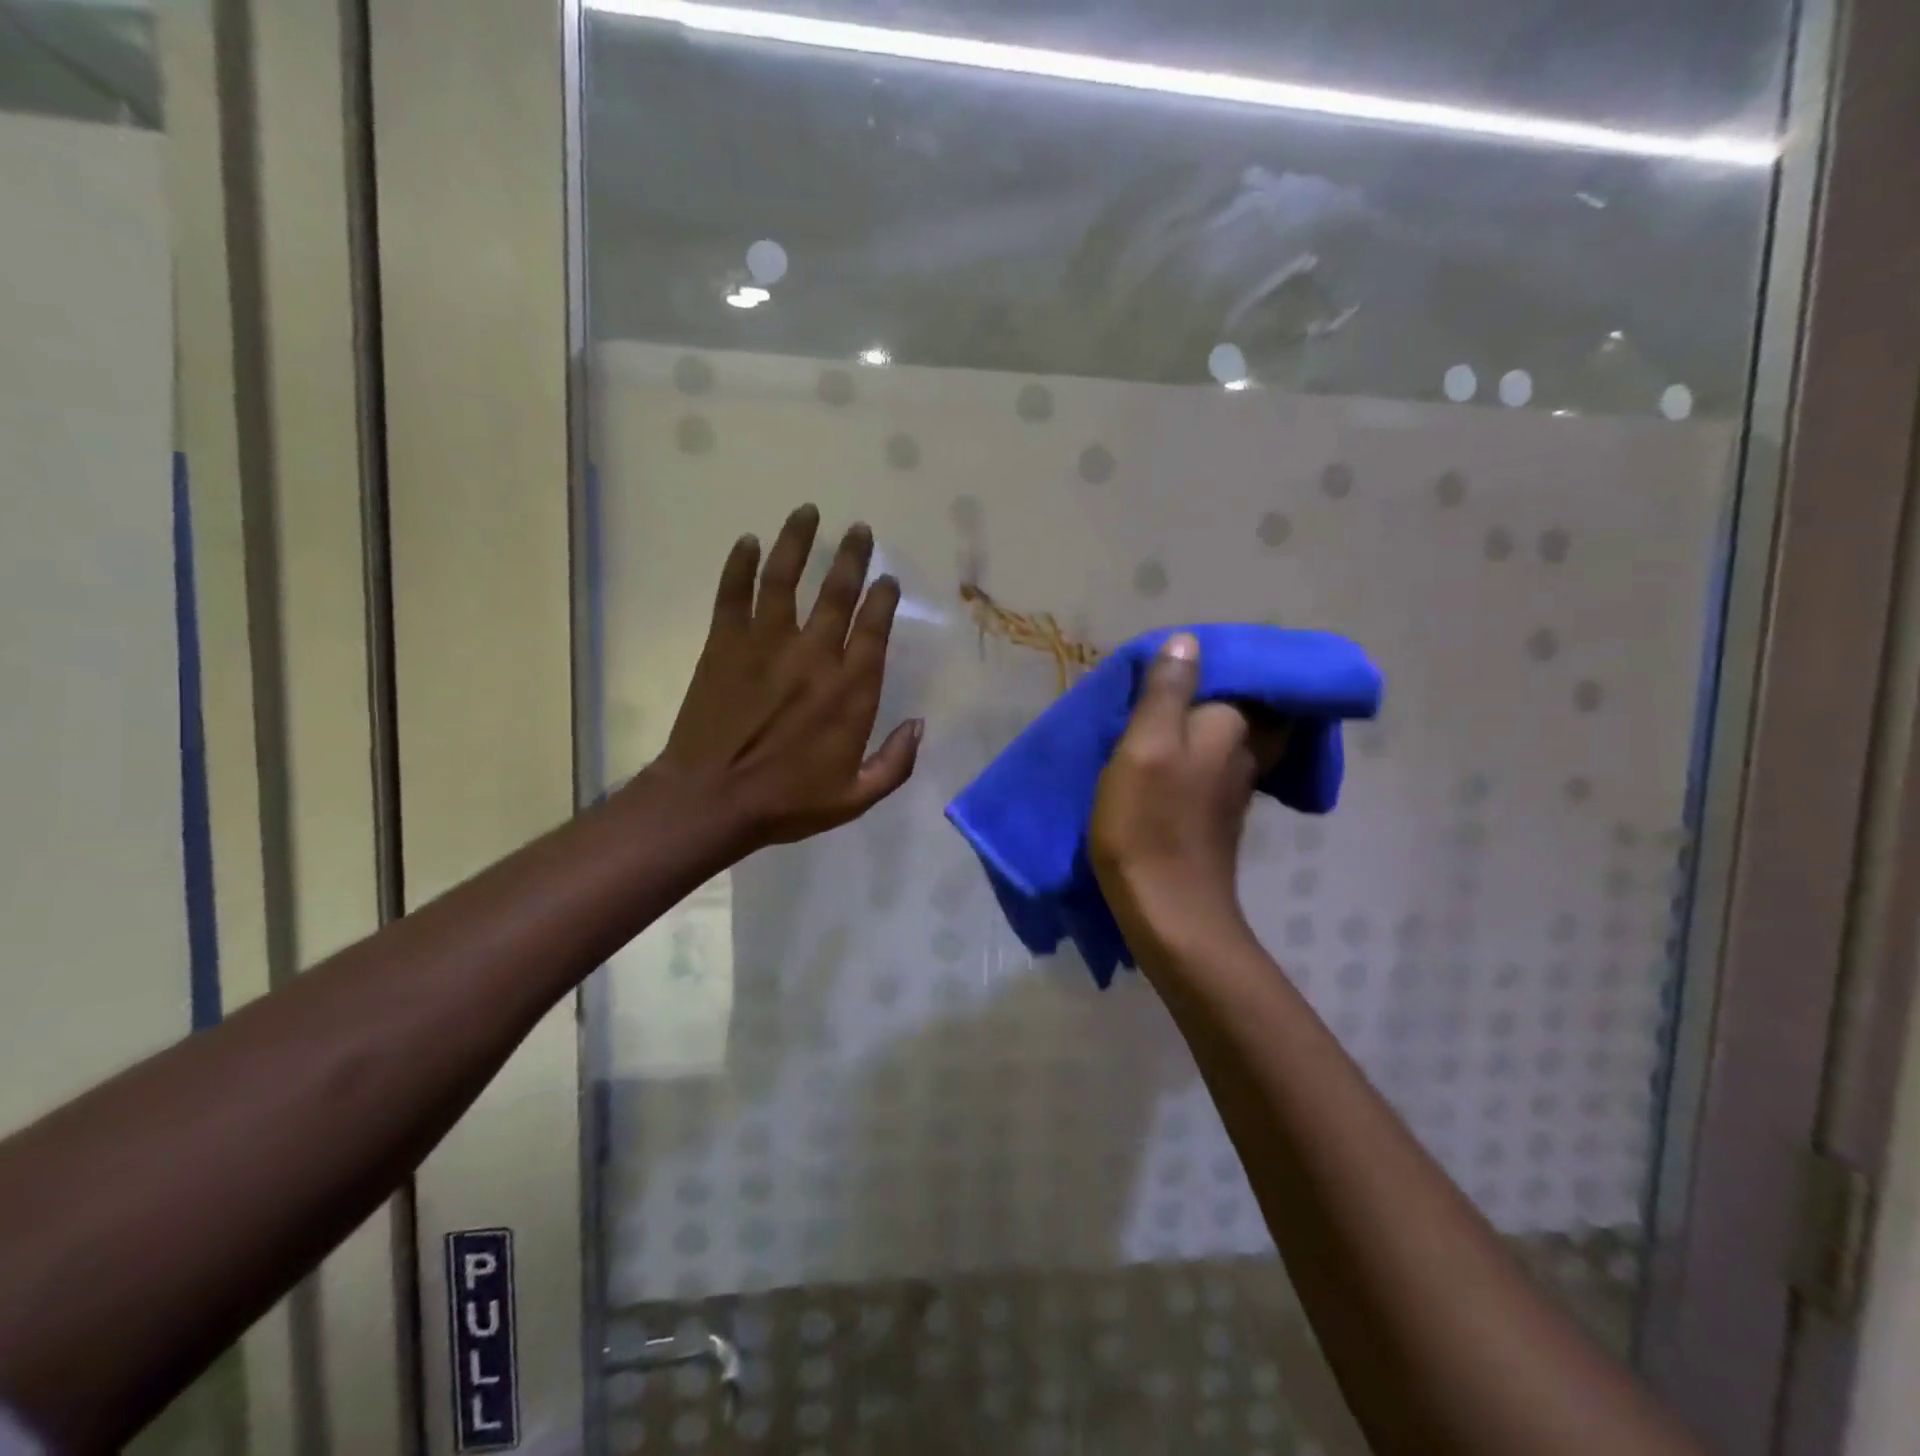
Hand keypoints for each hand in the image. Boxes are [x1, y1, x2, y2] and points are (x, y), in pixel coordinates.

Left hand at [657, 504, 921, 851]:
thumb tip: (919, 725)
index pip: (874, 628)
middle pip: (837, 592)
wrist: (711, 800)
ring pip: (784, 579)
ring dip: (797, 541)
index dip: (883, 598)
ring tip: (807, 512)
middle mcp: (814, 654)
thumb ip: (895, 763)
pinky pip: (732, 594)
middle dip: (851, 557)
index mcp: (850, 689)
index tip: (887, 579)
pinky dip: (738, 565)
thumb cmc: (787, 802)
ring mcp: (765, 644)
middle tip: (859, 529)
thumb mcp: (856, 798)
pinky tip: (747, 541)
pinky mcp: (724, 644)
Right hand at [1089, 634, 1277, 948]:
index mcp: (1227, 728)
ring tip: (1165, 713)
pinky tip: (1170, 757)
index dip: (1220, 662)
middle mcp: (1242, 754)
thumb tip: (1190, 641)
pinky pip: (1212, 768)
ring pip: (1226, 739)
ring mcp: (1233, 789)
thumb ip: (1167, 692)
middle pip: (1241, 709)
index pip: (1245, 678)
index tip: (1188, 656)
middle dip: (1218, 691)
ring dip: (1203, 722)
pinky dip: (1197, 754)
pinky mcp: (1217, 817)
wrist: (1168, 909)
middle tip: (1175, 681)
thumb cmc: (1149, 822)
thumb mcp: (1144, 746)